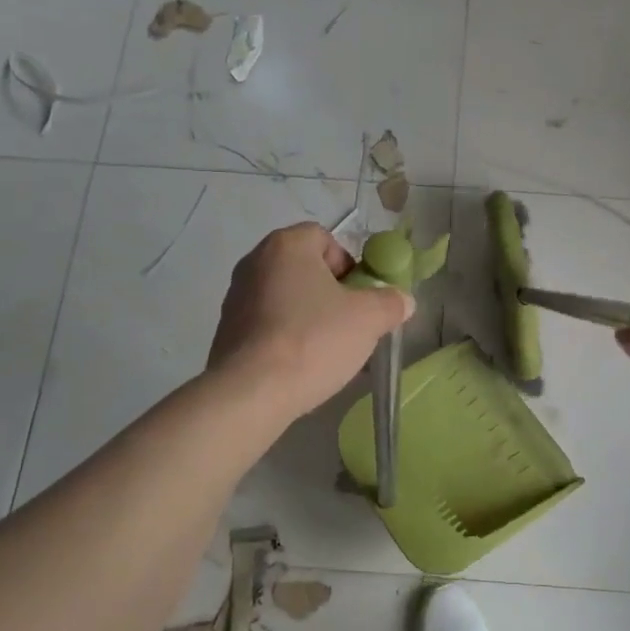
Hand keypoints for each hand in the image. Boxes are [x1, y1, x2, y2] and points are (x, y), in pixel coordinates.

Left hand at [208, 223, 414, 416]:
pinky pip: (267, 326)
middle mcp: (255, 262)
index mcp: (286, 245)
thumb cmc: (313, 340)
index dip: (349, 264)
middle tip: (351, 324)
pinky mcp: (226, 331)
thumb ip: (391, 303)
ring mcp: (236, 297)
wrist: (251, 392)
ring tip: (329, 351)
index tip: (360, 296)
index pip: (324, 238)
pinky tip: (302, 366)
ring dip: (310, 317)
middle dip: (331, 294)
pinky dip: (287, 338)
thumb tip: (403, 300)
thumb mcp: (369, 319)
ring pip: (286, 299)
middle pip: (305, 269)